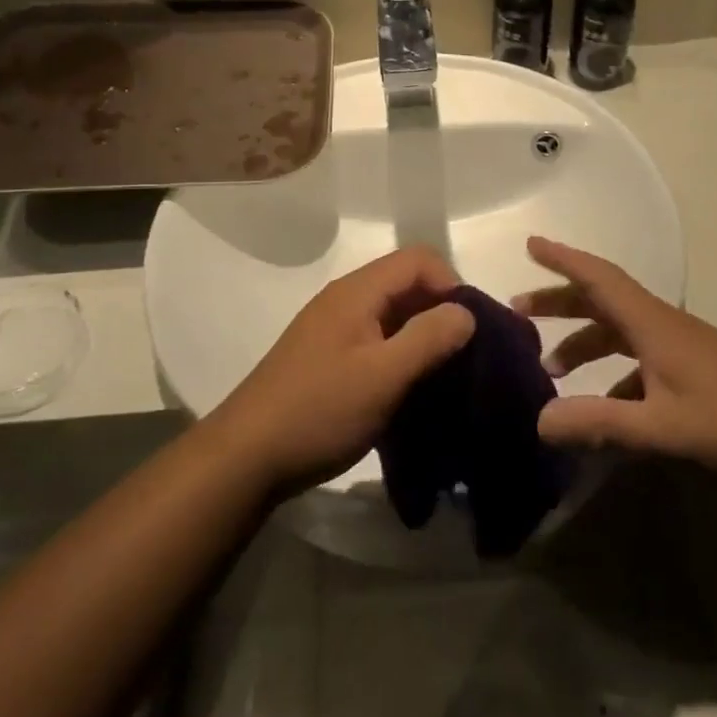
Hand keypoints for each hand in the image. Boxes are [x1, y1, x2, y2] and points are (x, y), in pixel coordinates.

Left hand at [215, 248, 475, 492]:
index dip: (452, 285)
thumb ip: (429, 338)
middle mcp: (344, 300)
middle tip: (464, 356)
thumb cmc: (319, 411)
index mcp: (356, 292)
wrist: (246, 457)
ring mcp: (333, 330)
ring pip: (392, 315)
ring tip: (443, 375)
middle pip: (406, 284)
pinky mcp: (328, 358)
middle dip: (440, 311)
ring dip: (422, 336)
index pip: (419, 259)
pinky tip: (410, 389)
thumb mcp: (383, 376)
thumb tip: (465, 312)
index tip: (470, 330)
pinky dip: (401, 354)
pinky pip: (376, 340)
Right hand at [512, 237, 716, 480]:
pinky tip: (606, 407)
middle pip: (603, 301)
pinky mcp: (696, 370)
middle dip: (560, 302)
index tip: (530, 244)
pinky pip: (640, 358)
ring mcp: (682, 348)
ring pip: (620, 331)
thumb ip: (600, 424)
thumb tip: (539, 422)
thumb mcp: (661, 429)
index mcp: (653, 325)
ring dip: (584, 342)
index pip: (599, 278)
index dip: (563, 259)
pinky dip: (613, 373)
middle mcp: (664, 326)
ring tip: (552, 371)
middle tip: (520, 312)